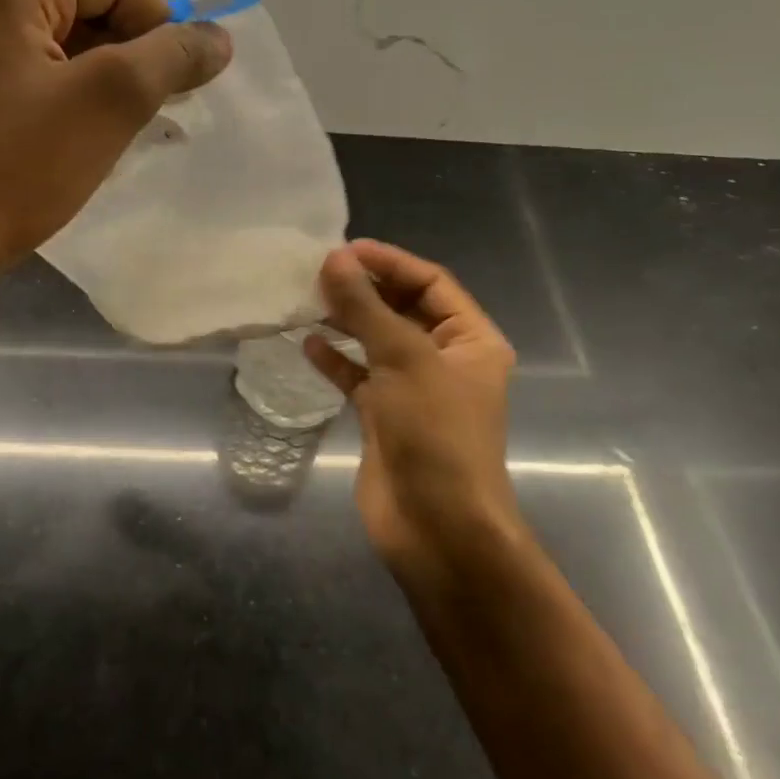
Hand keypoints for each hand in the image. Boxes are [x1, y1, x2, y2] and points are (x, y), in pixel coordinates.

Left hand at [0, 0, 230, 303]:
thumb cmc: (6, 169)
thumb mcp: (106, 105)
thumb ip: (170, 58)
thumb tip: (215, 36)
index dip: (161, 26)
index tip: (180, 87)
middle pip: (82, 9)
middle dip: (129, 59)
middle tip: (153, 118)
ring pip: (53, 50)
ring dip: (97, 87)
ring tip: (116, 140)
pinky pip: (20, 80)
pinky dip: (58, 105)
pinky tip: (68, 150)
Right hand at [305, 240, 521, 590]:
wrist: (437, 530)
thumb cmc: (435, 434)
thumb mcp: (403, 360)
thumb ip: (366, 307)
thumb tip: (334, 258)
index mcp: (471, 341)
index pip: (431, 283)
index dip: (390, 262)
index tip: (344, 249)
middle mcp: (445, 360)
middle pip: (402, 308)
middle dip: (365, 288)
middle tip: (319, 271)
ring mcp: (414, 389)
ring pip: (377, 340)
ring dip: (347, 320)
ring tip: (309, 298)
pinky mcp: (386, 416)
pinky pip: (359, 375)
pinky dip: (336, 359)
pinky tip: (308, 343)